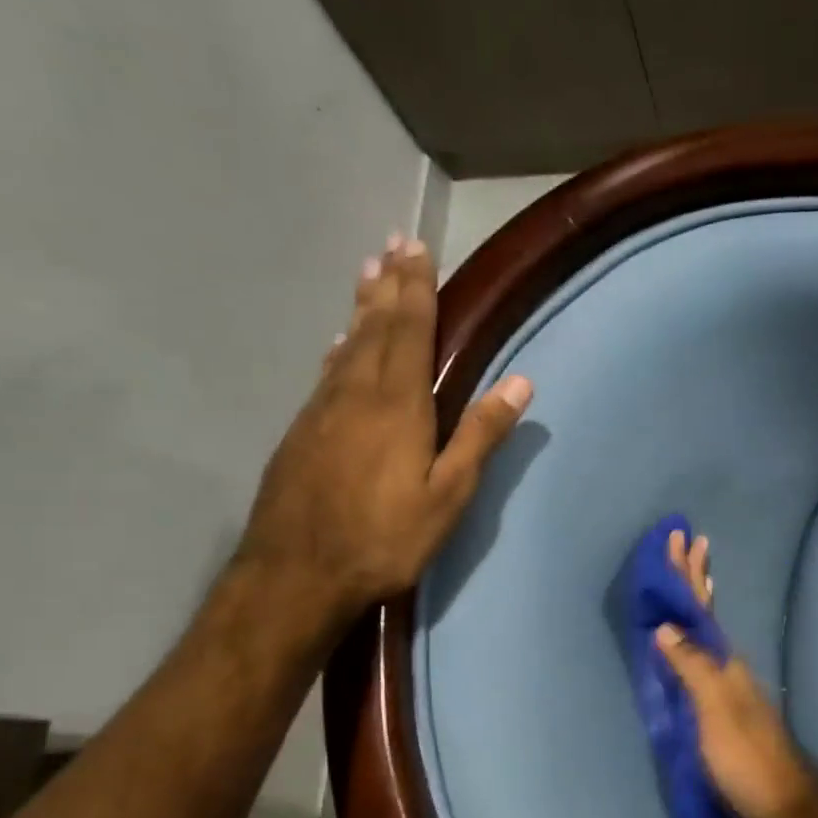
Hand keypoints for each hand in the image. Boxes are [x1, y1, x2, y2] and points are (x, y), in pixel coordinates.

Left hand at [237, 239, 531, 622]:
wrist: (296, 573)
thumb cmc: (384, 536)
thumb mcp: (448, 494)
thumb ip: (480, 435)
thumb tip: (521, 382)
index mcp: (397, 403)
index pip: (409, 330)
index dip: (415, 288)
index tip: (416, 247)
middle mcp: (355, 392)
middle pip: (374, 327)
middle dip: (388, 285)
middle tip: (392, 244)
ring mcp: (322, 410)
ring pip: (346, 345)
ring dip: (362, 308)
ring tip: (368, 275)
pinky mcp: (302, 431)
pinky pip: (327, 372)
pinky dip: (339, 348)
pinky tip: (338, 345)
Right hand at [654, 529, 817, 817]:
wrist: (784, 808)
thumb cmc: (746, 760)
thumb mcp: (715, 712)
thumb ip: (691, 668)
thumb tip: (666, 625)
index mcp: (725, 662)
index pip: (701, 607)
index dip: (688, 574)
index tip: (679, 538)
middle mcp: (729, 666)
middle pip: (707, 614)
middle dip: (693, 579)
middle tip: (684, 543)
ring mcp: (729, 688)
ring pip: (707, 634)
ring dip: (696, 604)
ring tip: (693, 577)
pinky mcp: (724, 712)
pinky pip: (705, 661)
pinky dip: (696, 641)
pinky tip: (691, 643)